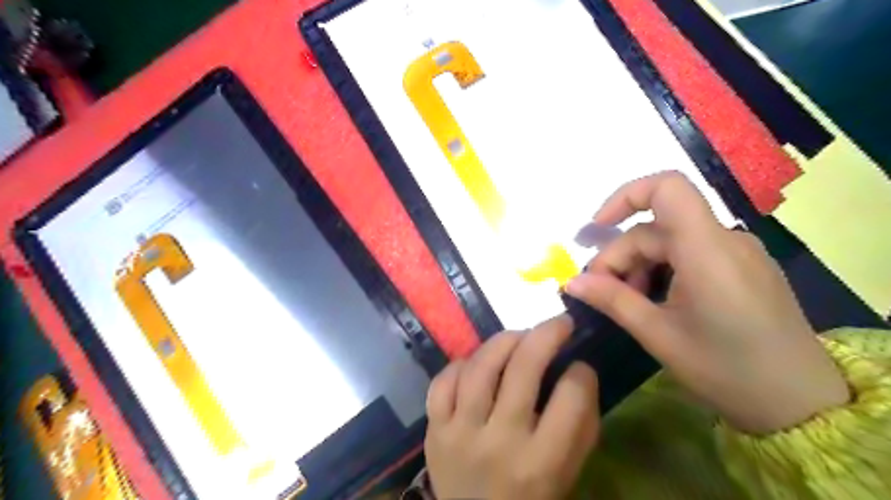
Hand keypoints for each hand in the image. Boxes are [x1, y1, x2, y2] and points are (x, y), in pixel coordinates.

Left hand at [425, 316, 596, 499]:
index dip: (581, 373)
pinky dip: (462, 364)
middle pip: (523, 368)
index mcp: (541, 463)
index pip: (570, 398)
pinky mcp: (434, 429)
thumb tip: (580, 372)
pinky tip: (477, 363)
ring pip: (480, 366)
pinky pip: (443, 381)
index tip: (581, 365)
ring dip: (504, 340)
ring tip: (519, 336)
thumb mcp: (567, 474)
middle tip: (559, 323)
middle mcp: (499, 442)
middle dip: (547, 334)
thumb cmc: (529, 499)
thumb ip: (580, 426)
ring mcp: (460, 433)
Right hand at [562, 169, 847, 432]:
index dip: (625, 197)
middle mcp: (725, 239)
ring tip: (627, 302)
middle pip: (656, 228)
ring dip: (639, 265)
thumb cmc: (726, 369)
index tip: (597, 229)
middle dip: (620, 256)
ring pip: (670, 242)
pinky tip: (655, 301)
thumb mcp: (658, 334)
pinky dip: (663, 269)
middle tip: (599, 293)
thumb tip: (570, 282)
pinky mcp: (743, 267)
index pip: (667, 188)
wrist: (802, 405)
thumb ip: (612, 300)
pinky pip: (691, 254)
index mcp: (707, 249)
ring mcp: (738, 252)